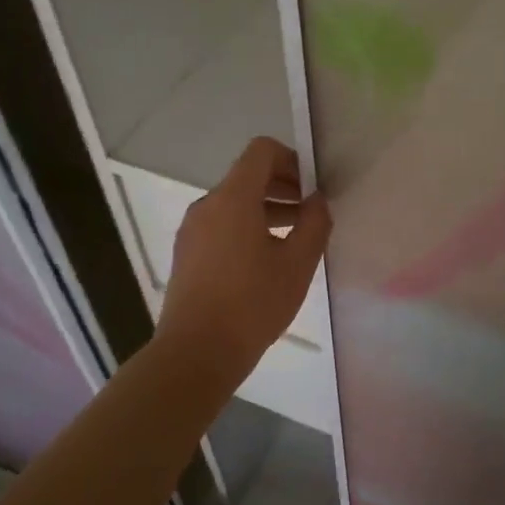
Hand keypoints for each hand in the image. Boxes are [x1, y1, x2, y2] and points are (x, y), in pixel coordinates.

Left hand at [154, 137, 330, 380]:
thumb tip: (317, 200)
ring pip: (235, 203)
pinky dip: (247, 227)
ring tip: (295, 239)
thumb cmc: (253, 303)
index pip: (261, 151)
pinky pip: (221, 224)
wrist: (197, 352)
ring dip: (268, 209)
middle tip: (311, 214)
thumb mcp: (298, 263)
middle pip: (248, 176)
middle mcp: (207, 205)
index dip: (292, 160)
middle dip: (283, 187)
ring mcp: (192, 230)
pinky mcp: (187, 253)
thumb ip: (314, 223)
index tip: (312, 188)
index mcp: (233, 198)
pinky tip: (267, 260)